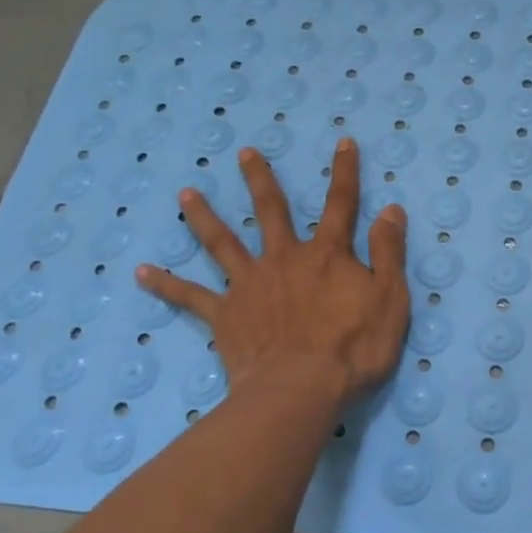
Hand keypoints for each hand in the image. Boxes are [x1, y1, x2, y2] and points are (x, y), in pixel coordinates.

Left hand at [135, 139, 409, 407]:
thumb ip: (388, 252)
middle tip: (244, 153)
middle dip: (260, 180)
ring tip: (185, 194)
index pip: (341, 204)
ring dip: (203, 217)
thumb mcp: (390, 299)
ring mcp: (249, 284)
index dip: (345, 172)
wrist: (300, 390)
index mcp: (327, 255)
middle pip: (270, 211)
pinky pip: (190, 296)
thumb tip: (391, 209)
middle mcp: (284, 258)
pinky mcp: (224, 314)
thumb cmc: (354, 348)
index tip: (343, 142)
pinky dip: (165, 284)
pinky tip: (140, 272)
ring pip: (221, 242)